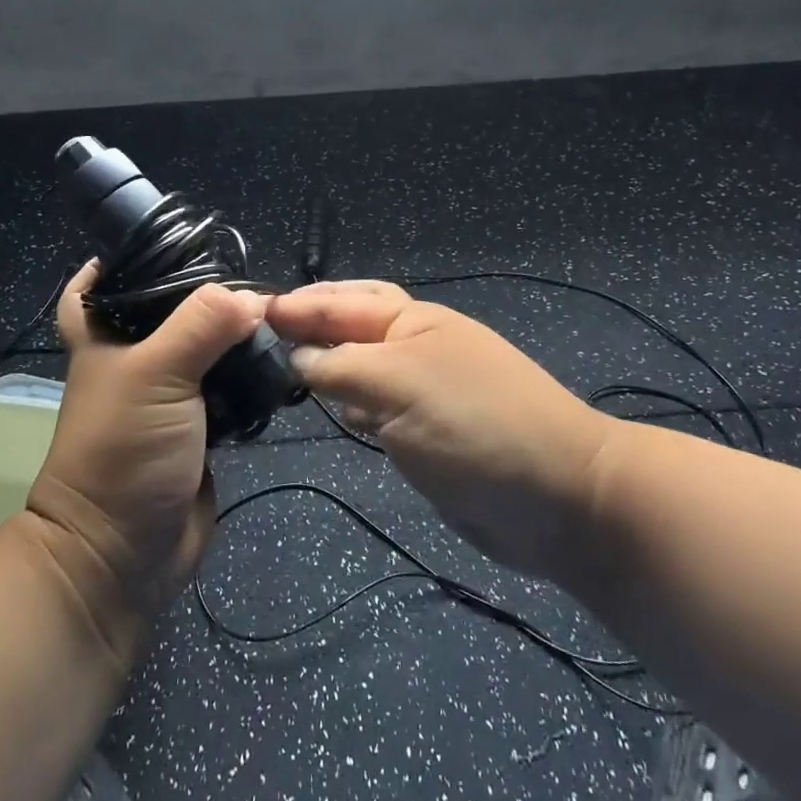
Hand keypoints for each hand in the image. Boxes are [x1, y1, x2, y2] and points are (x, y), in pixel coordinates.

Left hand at [26, 265, 264, 645]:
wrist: (125, 554)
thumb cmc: (123, 451)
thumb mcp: (156, 374)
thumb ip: (202, 325)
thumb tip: (255, 298)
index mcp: (107, 340)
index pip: (99, 285)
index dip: (122, 260)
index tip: (169, 240)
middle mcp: (137, 361)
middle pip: (168, 312)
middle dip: (204, 296)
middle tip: (247, 275)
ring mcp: (170, 397)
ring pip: (205, 351)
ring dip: (234, 337)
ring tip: (275, 314)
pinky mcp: (201, 428)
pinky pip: (229, 390)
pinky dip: (250, 377)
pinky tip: (279, 362)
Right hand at [268, 281, 607, 580]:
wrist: (558, 497)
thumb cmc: (474, 423)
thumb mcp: (398, 382)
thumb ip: (338, 365)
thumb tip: (293, 357)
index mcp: (411, 320)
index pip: (340, 302)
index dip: (295, 306)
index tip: (242, 314)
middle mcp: (412, 348)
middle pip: (348, 328)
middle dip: (308, 327)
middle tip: (256, 337)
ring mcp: (420, 392)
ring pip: (357, 370)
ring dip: (322, 366)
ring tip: (273, 369)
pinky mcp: (423, 435)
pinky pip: (372, 410)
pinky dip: (345, 405)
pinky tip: (322, 409)